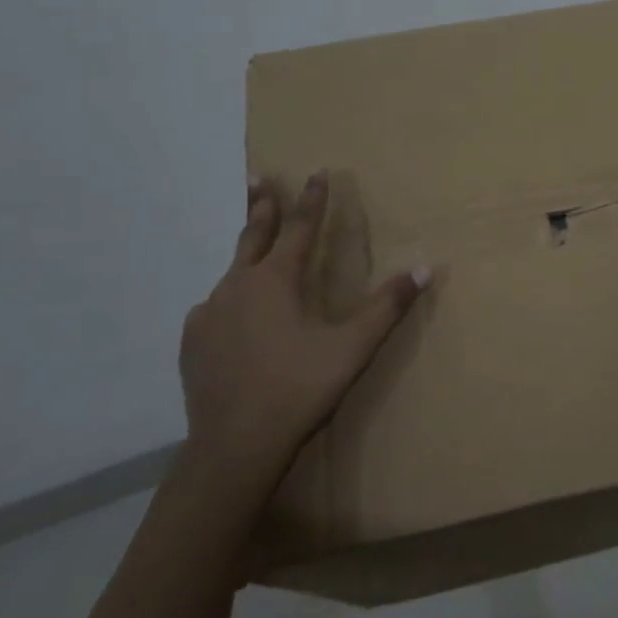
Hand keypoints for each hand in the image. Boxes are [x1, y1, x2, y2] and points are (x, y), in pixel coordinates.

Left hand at [178, 172, 429, 501]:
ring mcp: (209, 313)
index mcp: (277, 280)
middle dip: (262, 204)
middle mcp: (237, 286)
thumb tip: (425, 267)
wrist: (235, 446)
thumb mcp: (353, 347)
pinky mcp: (192, 342)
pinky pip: (215, 309)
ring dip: (248, 256)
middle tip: (259, 177)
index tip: (318, 172)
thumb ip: (388, 306)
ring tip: (255, 255)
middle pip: (253, 235)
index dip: (313, 199)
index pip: (301, 227)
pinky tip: (234, 319)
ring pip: (232, 274)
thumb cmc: (300, 388)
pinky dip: (230, 302)